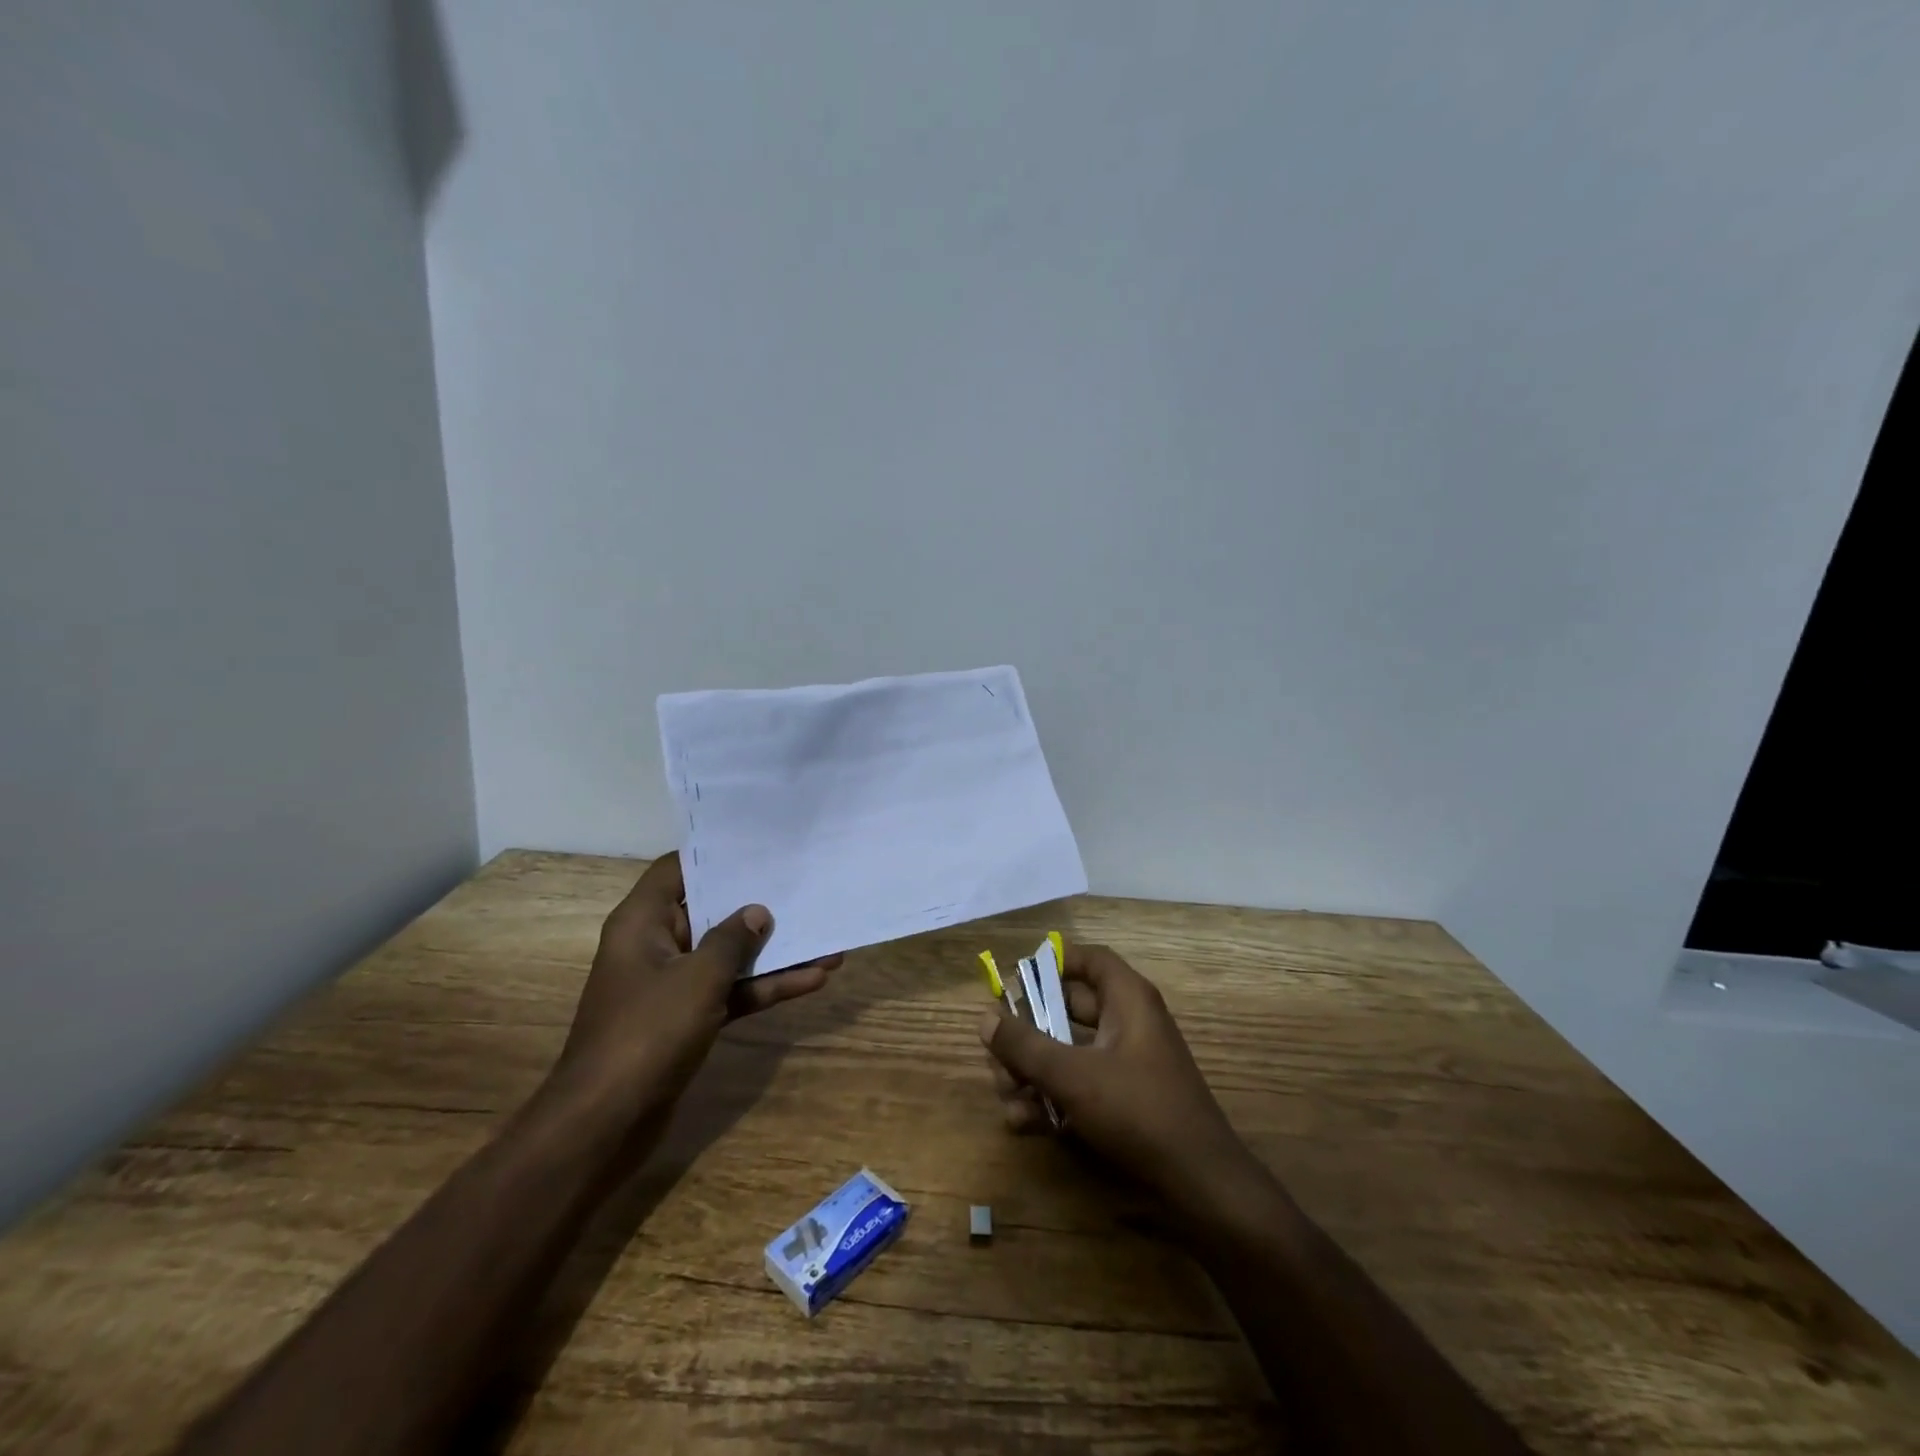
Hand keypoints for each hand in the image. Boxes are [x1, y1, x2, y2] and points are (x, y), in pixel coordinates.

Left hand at [554, 853, 838, 1130]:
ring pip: (728, 956)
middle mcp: (656, 946)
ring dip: (773, 952)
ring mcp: (672, 985)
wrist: (606, 1123)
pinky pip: (731, 991)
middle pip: (710, 911)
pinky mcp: (687, 1019)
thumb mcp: (699, 978)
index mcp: (643, 922)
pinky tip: (812, 980)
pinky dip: (765, 987)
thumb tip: (757, 912)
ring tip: (827, 941)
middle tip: (803, 885)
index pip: (677, 869)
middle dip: (757, 905)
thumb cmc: (647, 1033)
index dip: (714, 855)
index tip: (759, 846)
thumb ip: (733, 939)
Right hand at [979, 943, 1250, 1201]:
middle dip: (1027, 1029)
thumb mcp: (1073, 1075)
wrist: (1198, 1186)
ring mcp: (1125, 1063)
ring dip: (1032, 1069)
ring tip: (1005, 1094)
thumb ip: (1025, 1045)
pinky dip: (1050, 1097)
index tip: (1015, 979)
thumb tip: (985, 1017)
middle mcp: (1127, 1023)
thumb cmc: (1137, 1110)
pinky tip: (1023, 1122)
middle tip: (996, 1049)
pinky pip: (1078, 1083)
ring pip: (1067, 1049)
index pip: (1090, 959)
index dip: (1053, 962)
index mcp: (1127, 1000)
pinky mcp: (1122, 1100)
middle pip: (1067, 1007)